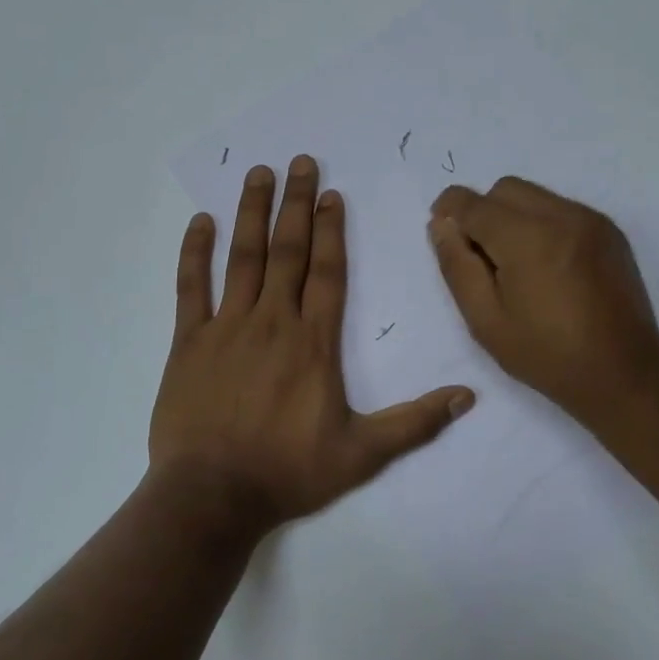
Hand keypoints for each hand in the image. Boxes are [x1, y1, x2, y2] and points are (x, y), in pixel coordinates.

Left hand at [150, 156, 475, 532]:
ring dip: (252, 213)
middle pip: (288, 251)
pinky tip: (200, 222)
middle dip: (296, 204)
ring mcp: (228, 328)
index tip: (331, 194)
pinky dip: (195, 253)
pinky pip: (191, 288)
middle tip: (299, 162)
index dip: (332, 230)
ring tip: (258, 174)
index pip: (328, 272)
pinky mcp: (189, 343)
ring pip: (243, 258)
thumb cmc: (289, 472)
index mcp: (314, 342)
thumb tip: (469, 397)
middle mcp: (273, 322)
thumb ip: (416, 422)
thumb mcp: (362, 453)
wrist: (212, 497)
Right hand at [429, 177, 658, 429]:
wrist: (624, 373)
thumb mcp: (486, 320)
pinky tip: (547, 266)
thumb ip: (457, 266)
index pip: (473, 203)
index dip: (449, 211)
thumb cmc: (547, 355)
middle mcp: (561, 216)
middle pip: (505, 189)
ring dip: (514, 216)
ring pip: (535, 195)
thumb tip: (441, 225)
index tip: (442, 230)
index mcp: (526, 239)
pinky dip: (543, 223)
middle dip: (483, 212)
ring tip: (517, 264)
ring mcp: (590, 220)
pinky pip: (562, 208)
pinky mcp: (609, 230)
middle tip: (482, 258)